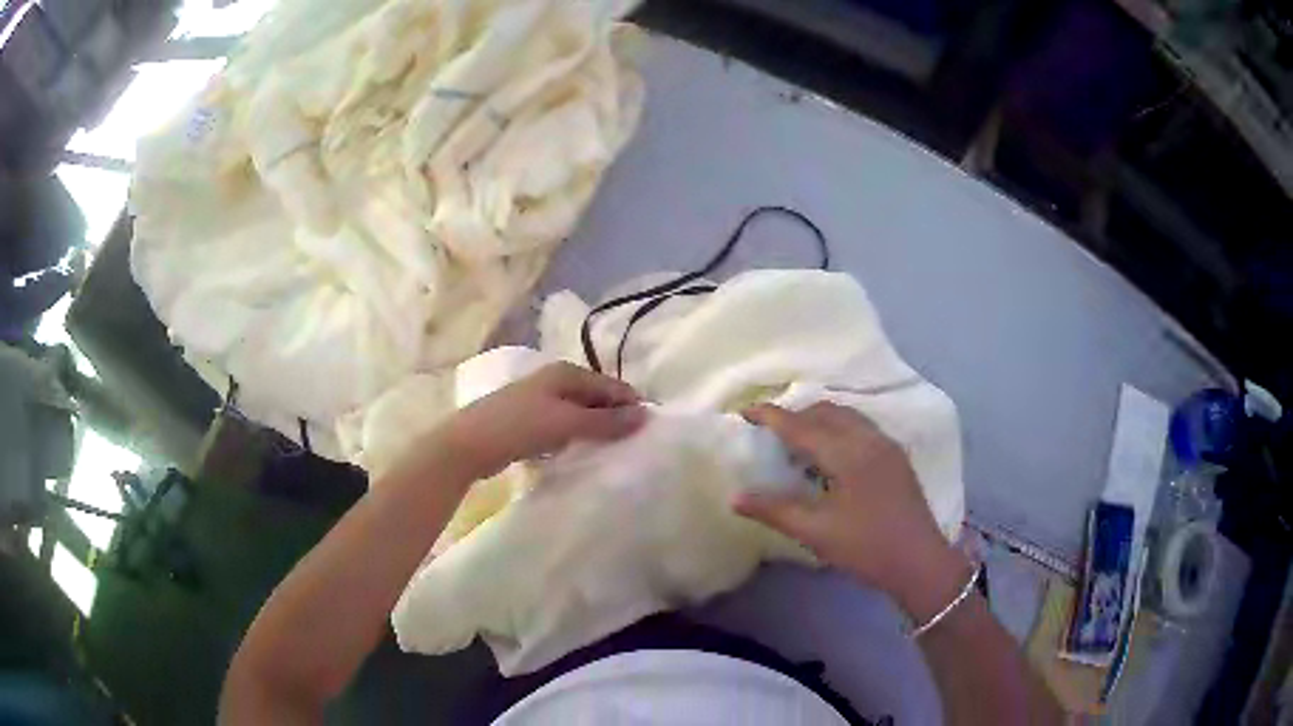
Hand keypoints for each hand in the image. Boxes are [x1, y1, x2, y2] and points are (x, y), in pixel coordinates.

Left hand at [435, 362, 646, 479]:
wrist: (469, 444)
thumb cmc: (520, 426)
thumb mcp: (567, 422)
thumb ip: (606, 421)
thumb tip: (645, 415)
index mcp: (566, 372)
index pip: (611, 385)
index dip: (630, 404)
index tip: (649, 430)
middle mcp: (554, 380)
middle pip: (595, 396)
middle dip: (614, 416)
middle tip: (632, 443)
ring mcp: (539, 399)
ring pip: (579, 412)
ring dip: (595, 428)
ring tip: (612, 450)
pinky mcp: (528, 420)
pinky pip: (563, 425)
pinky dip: (575, 435)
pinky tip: (581, 451)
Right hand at [734, 402, 970, 620]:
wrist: (919, 562)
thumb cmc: (866, 547)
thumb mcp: (816, 532)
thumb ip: (775, 510)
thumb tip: (735, 497)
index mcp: (848, 453)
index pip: (802, 426)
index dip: (771, 416)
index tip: (745, 411)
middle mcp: (869, 438)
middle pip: (826, 412)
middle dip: (796, 415)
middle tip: (770, 431)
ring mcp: (886, 445)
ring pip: (846, 416)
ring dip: (819, 420)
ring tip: (797, 442)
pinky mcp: (896, 456)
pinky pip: (860, 427)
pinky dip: (838, 429)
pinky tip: (829, 456)